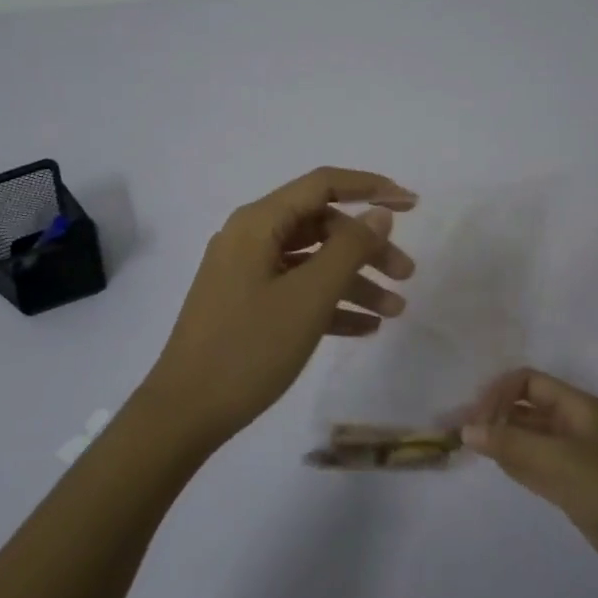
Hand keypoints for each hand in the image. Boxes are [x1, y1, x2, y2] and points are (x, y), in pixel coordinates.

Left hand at [138, 168, 417, 452]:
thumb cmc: (249, 348)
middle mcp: (250, 238)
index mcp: (258, 223)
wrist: (185, 413)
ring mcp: (246, 273)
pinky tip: (366, 328)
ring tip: (396, 311)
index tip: (412, 204)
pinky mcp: (246, 305)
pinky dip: (330, 303)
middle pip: (321, 226)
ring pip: (312, 262)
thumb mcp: (308, 297)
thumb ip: (349, 249)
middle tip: (407, 275)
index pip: (323, 185)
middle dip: (368, 247)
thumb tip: (379, 213)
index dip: (370, 187)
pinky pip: (296, 291)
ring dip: (355, 281)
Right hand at [462, 369, 597, 592]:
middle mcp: (572, 424)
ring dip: (500, 437)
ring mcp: (572, 455)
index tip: (475, 419)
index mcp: (576, 406)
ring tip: (467, 446)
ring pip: (527, 436)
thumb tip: (466, 429)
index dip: (498, 393)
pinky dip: (514, 460)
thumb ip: (510, 443)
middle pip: (525, 407)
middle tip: (459, 432)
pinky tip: (495, 464)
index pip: (526, 382)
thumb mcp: (557, 460)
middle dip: (493, 414)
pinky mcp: (572, 484)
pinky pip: (535, 462)